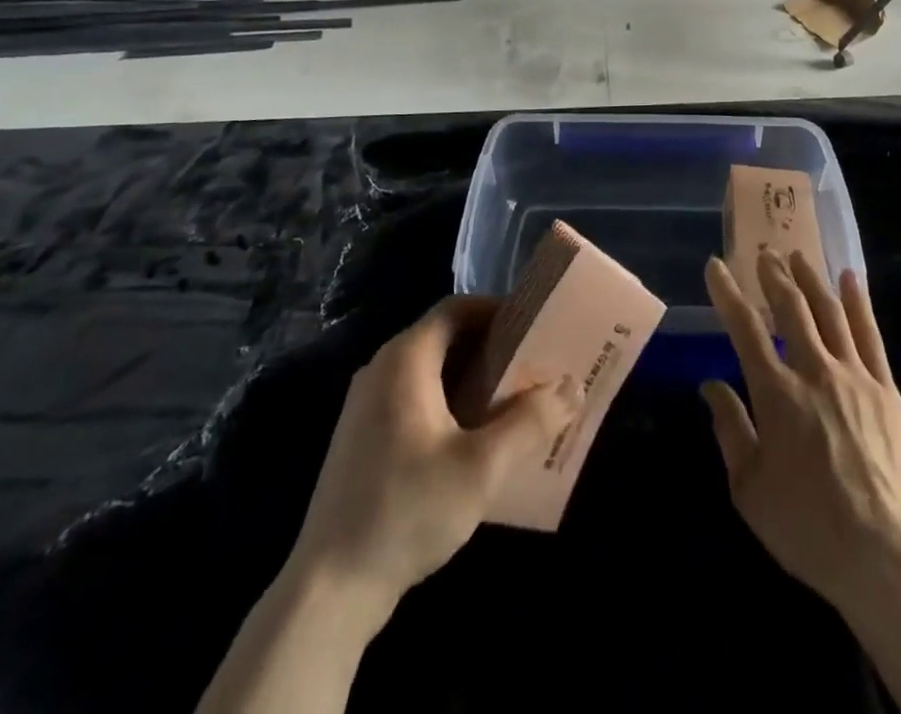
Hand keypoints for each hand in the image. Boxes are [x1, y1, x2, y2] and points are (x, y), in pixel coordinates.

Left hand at [288, 295, 580, 622]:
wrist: (327, 592)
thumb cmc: (407, 511)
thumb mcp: (482, 467)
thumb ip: (531, 421)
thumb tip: (573, 386)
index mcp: (405, 359)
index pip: (457, 308)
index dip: (497, 310)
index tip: (535, 328)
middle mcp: (381, 370)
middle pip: (445, 338)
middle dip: (491, 348)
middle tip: (533, 367)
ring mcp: (366, 406)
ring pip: (431, 372)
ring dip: (472, 379)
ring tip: (514, 403)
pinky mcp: (363, 440)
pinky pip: (415, 400)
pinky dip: (449, 404)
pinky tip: (475, 441)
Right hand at [701, 251, 900, 617]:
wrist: (885, 555)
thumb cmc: (808, 526)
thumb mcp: (750, 489)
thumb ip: (730, 429)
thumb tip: (710, 386)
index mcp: (776, 395)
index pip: (744, 329)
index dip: (727, 293)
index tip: (716, 265)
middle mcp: (814, 372)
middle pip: (791, 309)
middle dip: (773, 276)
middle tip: (763, 253)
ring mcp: (855, 376)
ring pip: (829, 312)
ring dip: (810, 279)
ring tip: (797, 256)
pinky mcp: (887, 389)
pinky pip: (870, 335)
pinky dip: (858, 302)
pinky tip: (850, 279)